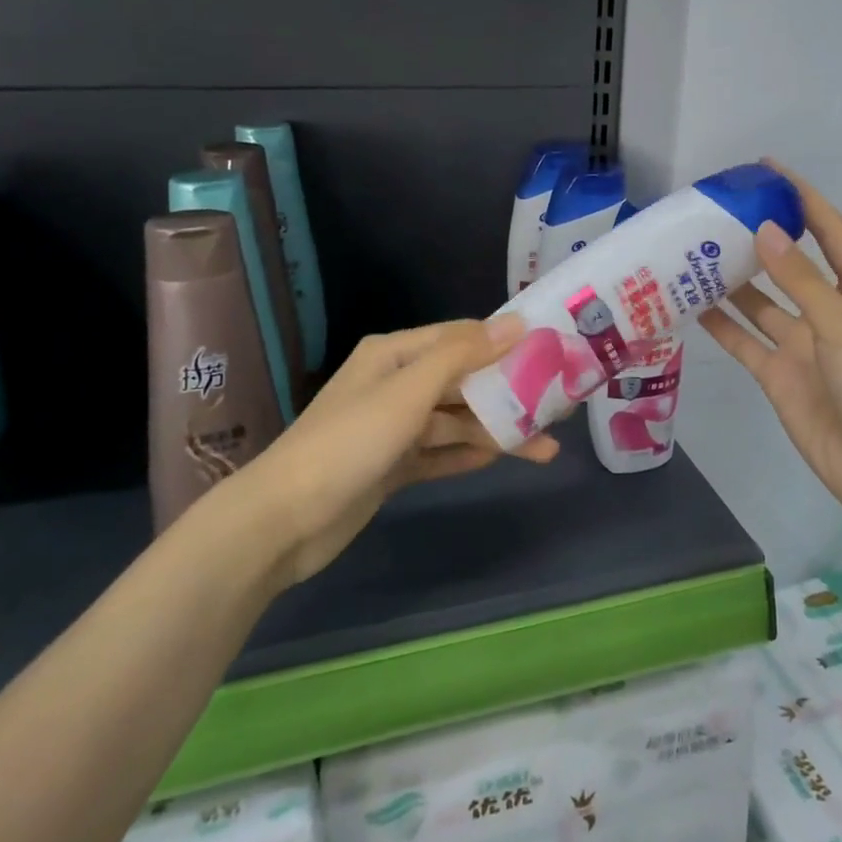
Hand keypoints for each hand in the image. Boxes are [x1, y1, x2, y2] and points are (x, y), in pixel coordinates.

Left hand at [228, 317, 557, 585]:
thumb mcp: (409, 390)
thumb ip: (462, 355)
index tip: (551, 352)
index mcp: (395, 353)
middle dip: (508, 394)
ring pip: (456, 421)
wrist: (285, 520)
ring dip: (496, 431)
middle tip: (557, 408)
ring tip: (545, 449)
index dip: (504, 343)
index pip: (461, 337)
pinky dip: (467, 454)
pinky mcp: (391, 466)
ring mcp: (392, 428)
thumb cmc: (350, 441)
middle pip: (463, 381)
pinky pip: (439, 454)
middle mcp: (395, 383)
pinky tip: (501, 459)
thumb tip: (515, 322)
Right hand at [700, 164, 841, 530]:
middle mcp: (830, 312)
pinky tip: (691, 305)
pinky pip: (744, 341)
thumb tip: (766, 229)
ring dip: (734, 281)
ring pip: (761, 303)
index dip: (804, 199)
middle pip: (791, 265)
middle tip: (717, 213)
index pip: (831, 233)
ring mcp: (802, 344)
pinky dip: (721, 325)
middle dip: (760, 239)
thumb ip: (802, 281)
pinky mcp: (778, 374)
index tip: (769, 168)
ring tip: (695, 252)